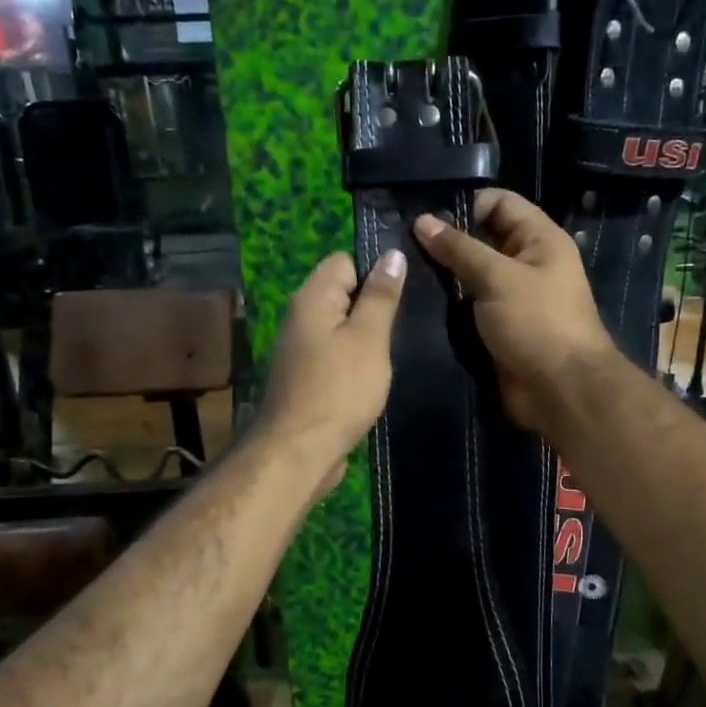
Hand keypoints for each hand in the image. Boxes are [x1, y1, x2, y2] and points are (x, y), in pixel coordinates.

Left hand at [257, 249, 407, 491]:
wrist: (300, 451)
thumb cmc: (339, 389)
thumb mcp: (369, 338)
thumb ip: (381, 296)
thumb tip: (392, 254)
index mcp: (312, 298)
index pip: (344, 261)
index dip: (374, 272)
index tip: (402, 295)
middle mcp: (300, 317)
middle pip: (342, 294)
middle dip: (373, 306)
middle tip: (405, 324)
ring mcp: (300, 350)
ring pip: (340, 328)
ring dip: (366, 338)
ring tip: (394, 352)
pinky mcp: (306, 378)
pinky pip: (335, 356)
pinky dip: (354, 362)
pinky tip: (373, 377)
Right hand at [413, 189, 616, 433]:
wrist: (560, 390)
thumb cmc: (537, 323)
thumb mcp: (498, 277)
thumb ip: (459, 249)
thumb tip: (422, 221)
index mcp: (539, 239)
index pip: (499, 203)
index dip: (464, 204)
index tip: (423, 216)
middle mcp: (526, 264)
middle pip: (481, 240)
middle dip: (446, 242)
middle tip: (402, 245)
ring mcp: (511, 298)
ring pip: (470, 277)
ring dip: (443, 277)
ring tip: (402, 273)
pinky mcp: (498, 328)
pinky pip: (468, 308)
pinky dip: (447, 306)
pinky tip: (415, 303)